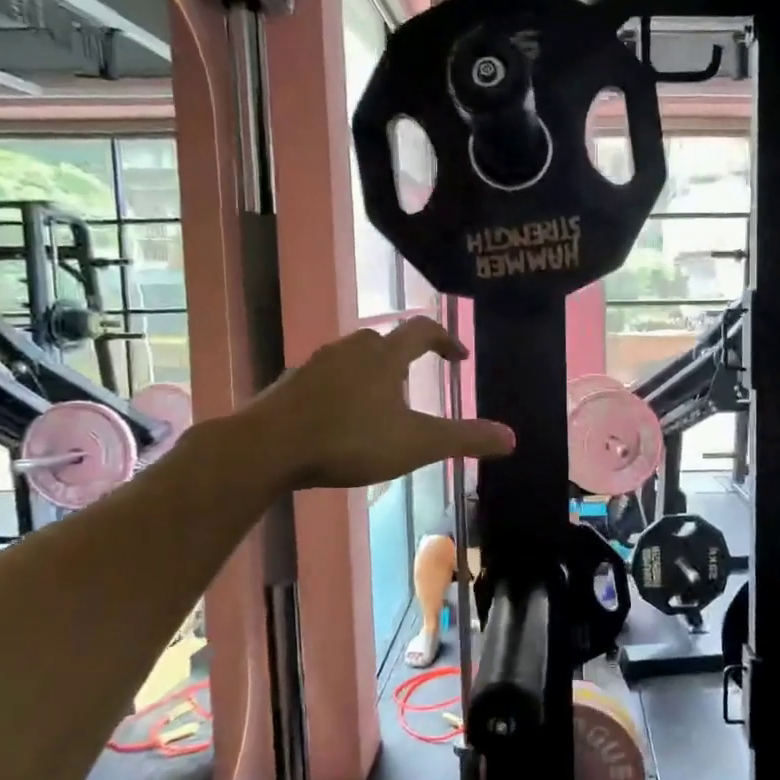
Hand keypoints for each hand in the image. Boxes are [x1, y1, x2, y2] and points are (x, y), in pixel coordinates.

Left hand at [244, 318, 514, 490]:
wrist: (267, 448)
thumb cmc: (349, 440)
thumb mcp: (415, 444)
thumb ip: (464, 439)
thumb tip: (512, 438)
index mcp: (384, 356)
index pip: (422, 331)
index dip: (445, 340)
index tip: (458, 357)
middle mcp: (350, 350)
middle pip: (383, 340)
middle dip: (404, 356)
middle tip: (415, 380)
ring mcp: (315, 365)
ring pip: (351, 358)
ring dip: (371, 372)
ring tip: (379, 403)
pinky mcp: (290, 385)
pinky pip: (325, 378)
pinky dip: (340, 390)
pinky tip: (339, 419)